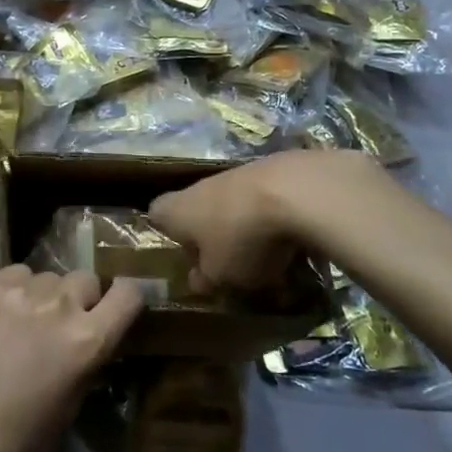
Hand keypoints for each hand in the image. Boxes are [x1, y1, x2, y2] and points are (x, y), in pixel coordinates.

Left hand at [0, 265, 142, 451]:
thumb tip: (97, 333)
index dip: (125, 297)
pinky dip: (12, 290)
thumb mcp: (75, 400)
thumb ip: (90, 356)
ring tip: (24, 320)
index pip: (128, 293)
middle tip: (60, 322)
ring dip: (43, 294)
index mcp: (88, 340)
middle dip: (79, 298)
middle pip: (85, 278)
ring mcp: (20, 293)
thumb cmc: (25, 433)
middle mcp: (59, 307)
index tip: (115, 305)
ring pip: (47, 275)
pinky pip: (14, 274)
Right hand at [151, 149, 380, 296]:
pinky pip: (263, 202)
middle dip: (211, 237)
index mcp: (176, 210)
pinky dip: (273, 220)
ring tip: (267, 261)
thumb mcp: (220, 275)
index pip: (156, 215)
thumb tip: (197, 280)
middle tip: (226, 266)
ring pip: (232, 207)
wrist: (295, 191)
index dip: (166, 234)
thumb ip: (205, 279)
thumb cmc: (241, 238)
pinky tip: (292, 243)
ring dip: (244, 230)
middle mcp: (200, 187)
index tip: (183, 256)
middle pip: (197, 210)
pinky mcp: (271, 172)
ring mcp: (236, 175)